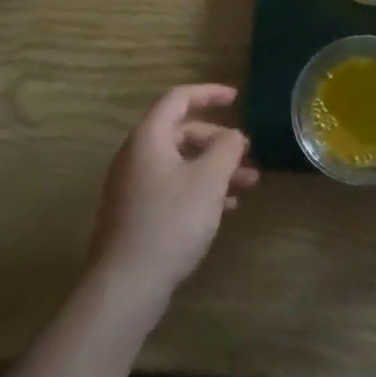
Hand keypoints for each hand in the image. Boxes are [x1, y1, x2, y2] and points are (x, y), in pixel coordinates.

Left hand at [87, 85, 258, 309]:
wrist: (128, 282)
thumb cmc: (171, 221)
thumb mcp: (209, 180)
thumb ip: (226, 149)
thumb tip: (233, 136)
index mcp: (148, 139)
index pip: (177, 99)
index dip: (208, 94)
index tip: (236, 98)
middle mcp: (136, 156)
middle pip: (180, 133)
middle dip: (217, 140)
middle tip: (246, 153)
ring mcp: (134, 186)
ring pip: (180, 163)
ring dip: (214, 167)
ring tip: (247, 183)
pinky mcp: (137, 213)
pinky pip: (173, 187)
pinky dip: (200, 188)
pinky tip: (225, 208)